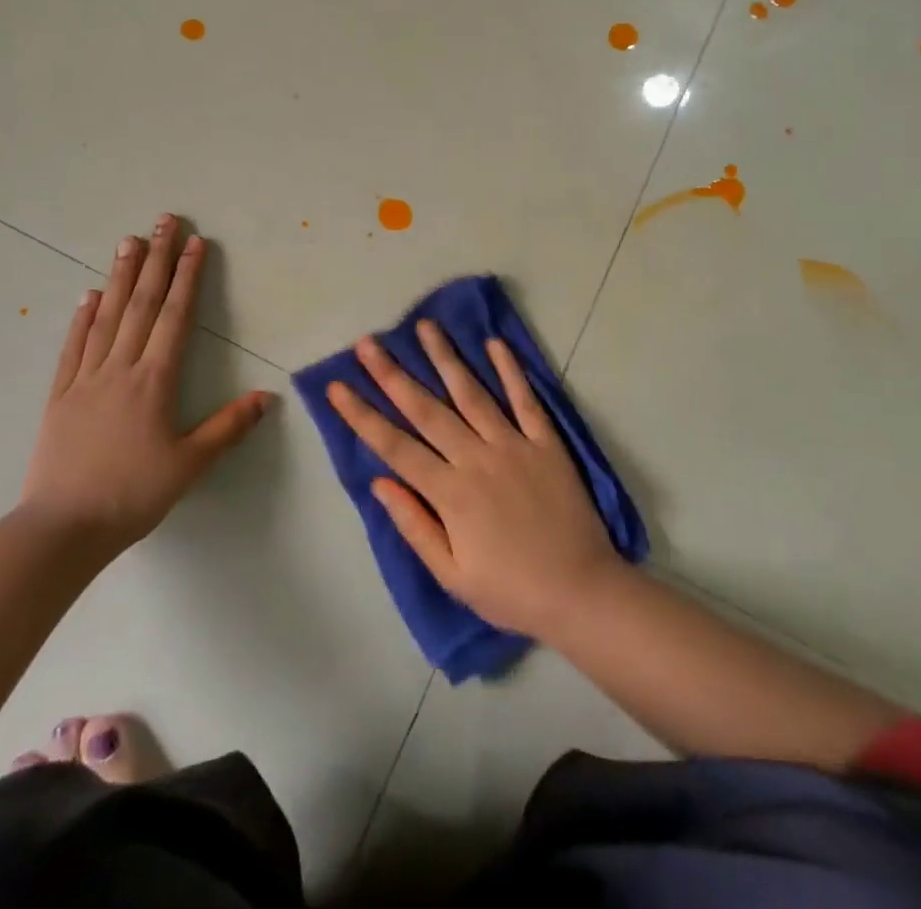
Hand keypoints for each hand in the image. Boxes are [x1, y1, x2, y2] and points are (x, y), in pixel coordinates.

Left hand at [23, 215, 270, 553]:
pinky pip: (73, 346)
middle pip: (142, 304)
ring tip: (129, 241)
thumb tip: (267, 396)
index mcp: (155, 381)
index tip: (195, 243)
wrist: (64, 526)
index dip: (187, 277)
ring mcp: (86, 377)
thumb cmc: (133, 495)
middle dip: (156, 259)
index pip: (175, 317)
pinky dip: (83, 317)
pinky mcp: (60, 394)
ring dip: (120, 276)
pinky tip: (89, 294)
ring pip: (107, 316)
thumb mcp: (190, 465)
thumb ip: (228, 427)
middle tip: (164, 221)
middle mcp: (121, 367)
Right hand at [327, 320, 620, 640]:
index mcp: (450, 493)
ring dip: (445, 358)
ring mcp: (514, 446)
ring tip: (425, 326)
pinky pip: (525, 400)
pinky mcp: (547, 443)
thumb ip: (414, 526)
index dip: (362, 416)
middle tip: (367, 343)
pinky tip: (494, 344)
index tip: (337, 387)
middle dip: (392, 374)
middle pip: (427, 409)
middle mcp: (477, 459)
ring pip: (472, 393)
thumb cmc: (511, 591)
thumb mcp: (453, 576)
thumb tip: (380, 482)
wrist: (583, 595)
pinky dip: (510, 370)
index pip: (395, 446)